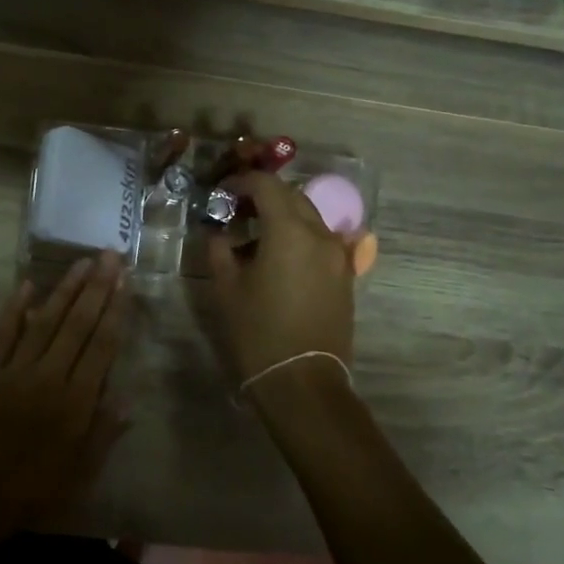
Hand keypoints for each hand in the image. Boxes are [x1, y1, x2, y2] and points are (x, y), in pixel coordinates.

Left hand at [0, 254, 130, 541]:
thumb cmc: (30, 494)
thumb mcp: (78, 475)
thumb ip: (103, 433)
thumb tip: (127, 396)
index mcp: (75, 403)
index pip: (102, 345)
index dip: (116, 310)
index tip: (126, 281)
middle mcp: (48, 377)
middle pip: (77, 324)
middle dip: (96, 287)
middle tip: (109, 255)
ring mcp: (13, 371)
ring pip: (45, 321)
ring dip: (64, 289)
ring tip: (81, 262)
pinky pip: (2, 333)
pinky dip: (15, 308)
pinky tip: (27, 285)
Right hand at [206, 172, 355, 385]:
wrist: (302, 381)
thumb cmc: (257, 332)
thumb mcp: (226, 288)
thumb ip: (219, 250)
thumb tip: (218, 232)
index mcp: (289, 230)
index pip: (267, 185)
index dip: (242, 182)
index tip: (223, 192)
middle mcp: (320, 234)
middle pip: (293, 196)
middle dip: (265, 196)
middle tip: (237, 210)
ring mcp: (338, 255)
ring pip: (310, 217)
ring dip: (284, 215)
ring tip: (257, 234)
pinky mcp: (345, 275)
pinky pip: (322, 240)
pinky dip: (301, 236)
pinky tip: (281, 256)